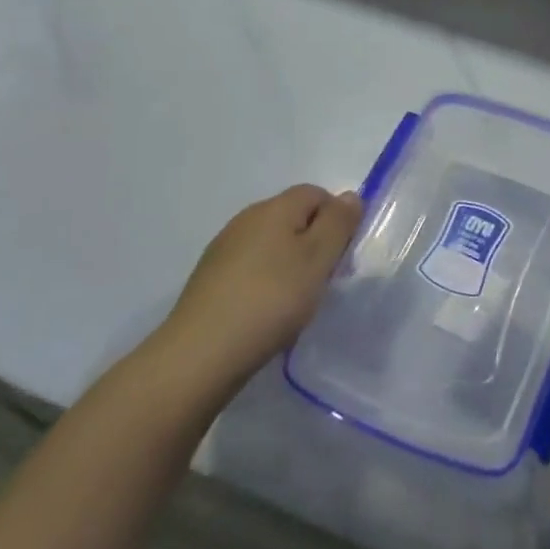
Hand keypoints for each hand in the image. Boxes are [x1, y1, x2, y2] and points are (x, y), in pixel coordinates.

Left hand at [150, 185, 361, 399]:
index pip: (316, 193)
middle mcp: (246, 219)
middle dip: (313, 241)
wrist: (200, 354)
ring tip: (296, 300)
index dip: (336, 218)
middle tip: (323, 279)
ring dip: (289, 263)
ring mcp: (223, 249)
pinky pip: (250, 267)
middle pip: (292, 216)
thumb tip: (349, 196)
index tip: (341, 255)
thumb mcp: (318, 259)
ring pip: (271, 243)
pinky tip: (266, 312)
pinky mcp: (209, 279)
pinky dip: (265, 281)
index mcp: (274, 208)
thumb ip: (338, 223)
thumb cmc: (271, 299)